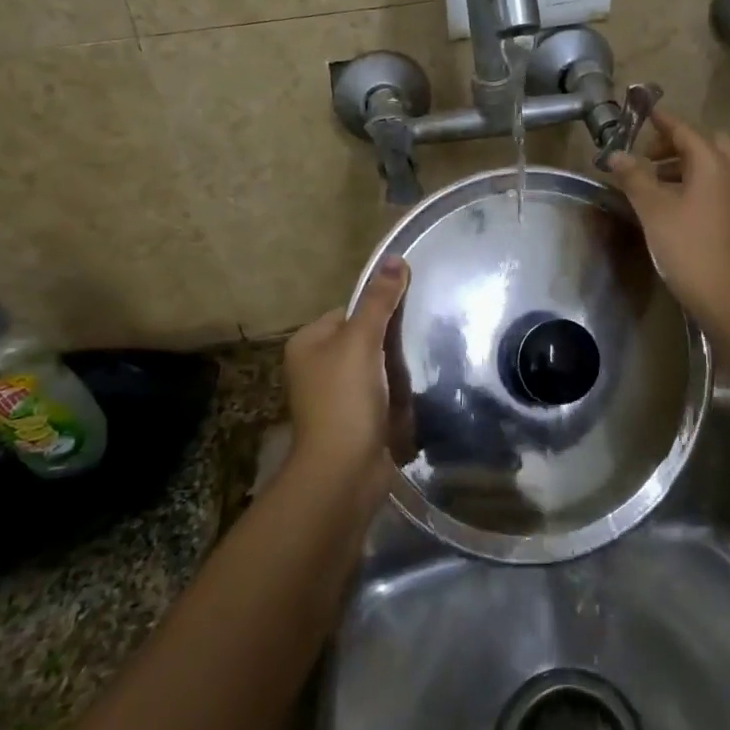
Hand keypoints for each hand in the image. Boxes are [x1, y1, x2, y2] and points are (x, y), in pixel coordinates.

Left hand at [282, 257, 410, 495]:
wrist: (345, 472)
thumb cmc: (345, 399)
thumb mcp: (362, 341)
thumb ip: (379, 301)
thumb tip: (394, 258)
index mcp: (308, 343)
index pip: (350, 311)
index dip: (378, 312)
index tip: (407, 318)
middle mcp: (316, 367)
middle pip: (364, 339)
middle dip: (391, 342)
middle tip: (419, 341)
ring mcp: (336, 396)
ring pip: (376, 368)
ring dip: (398, 369)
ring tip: (422, 366)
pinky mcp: (355, 419)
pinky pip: (382, 394)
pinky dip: (398, 393)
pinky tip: (416, 392)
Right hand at [605, 110, 729, 324]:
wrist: (726, 294)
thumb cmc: (688, 246)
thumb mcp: (654, 209)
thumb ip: (634, 177)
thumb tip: (616, 154)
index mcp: (711, 163)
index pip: (684, 130)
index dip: (661, 120)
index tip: (642, 112)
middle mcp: (729, 172)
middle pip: (705, 143)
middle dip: (676, 143)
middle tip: (649, 155)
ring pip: (710, 166)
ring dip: (683, 164)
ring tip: (652, 181)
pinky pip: (714, 185)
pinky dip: (692, 182)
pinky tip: (670, 204)